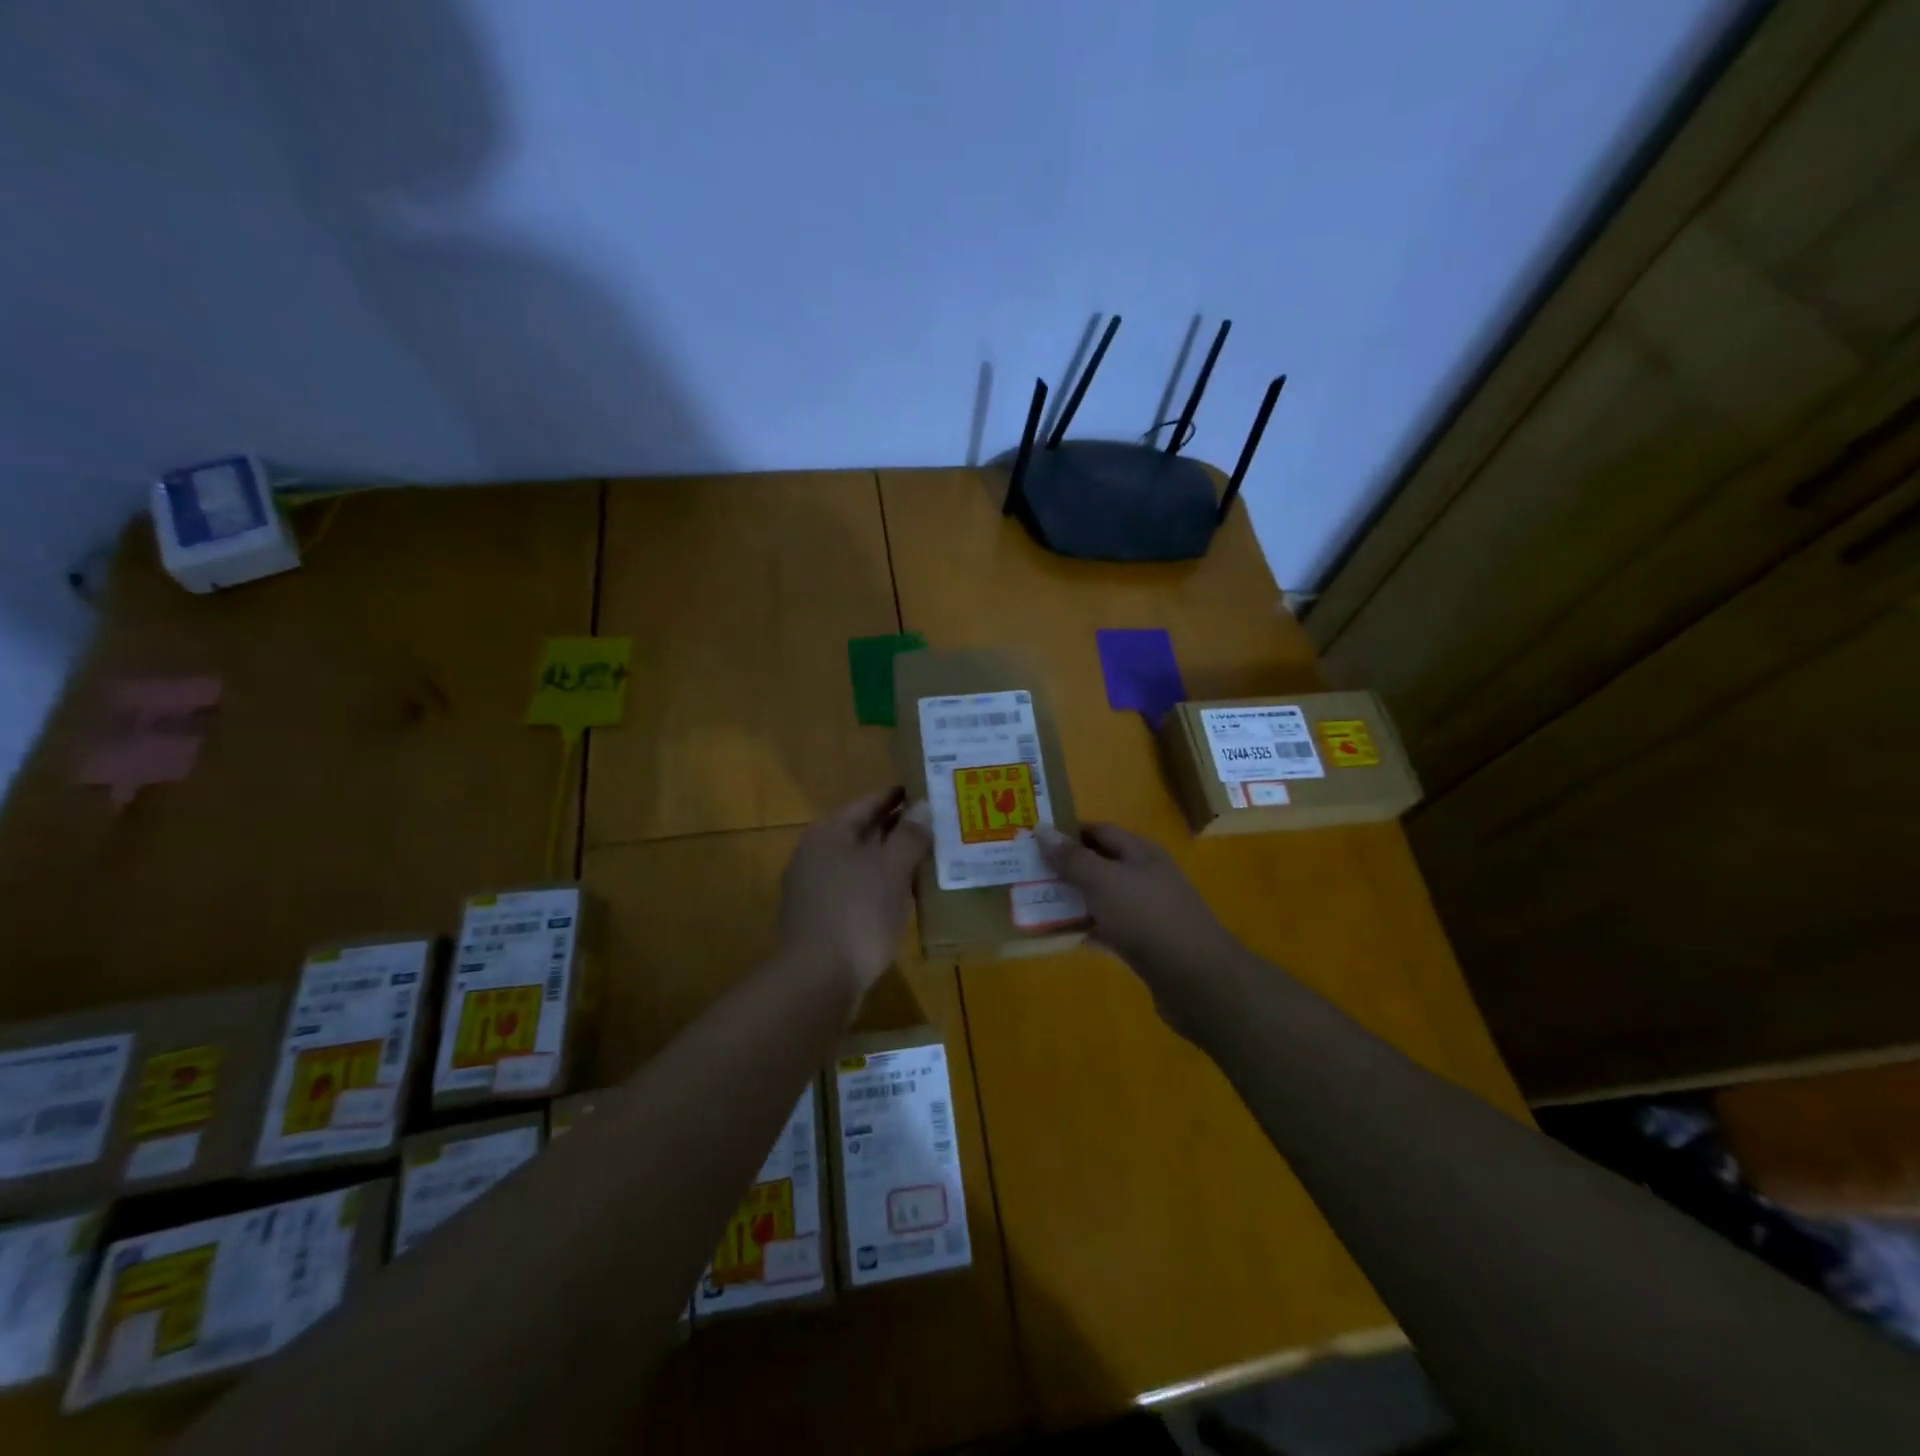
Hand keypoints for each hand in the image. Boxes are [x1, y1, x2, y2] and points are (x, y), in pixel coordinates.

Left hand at [779, 788, 929, 995]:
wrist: (818, 980)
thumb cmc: (857, 913)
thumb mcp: (891, 869)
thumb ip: (909, 835)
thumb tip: (923, 805)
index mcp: (829, 833)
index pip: (869, 802)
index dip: (900, 796)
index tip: (930, 791)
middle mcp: (816, 854)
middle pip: (864, 831)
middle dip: (899, 828)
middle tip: (938, 825)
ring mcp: (815, 887)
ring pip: (861, 863)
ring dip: (892, 860)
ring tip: (930, 858)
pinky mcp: (822, 917)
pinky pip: (857, 889)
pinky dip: (881, 886)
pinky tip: (906, 895)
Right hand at [1038, 823, 1238, 985]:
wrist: (1196, 979)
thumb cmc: (1147, 917)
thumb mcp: (1103, 881)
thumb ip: (1072, 858)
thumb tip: (1042, 829)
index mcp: (1140, 853)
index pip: (1099, 831)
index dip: (1067, 833)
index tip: (1033, 842)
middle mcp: (1145, 877)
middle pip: (1099, 864)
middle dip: (1065, 868)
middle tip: (1027, 874)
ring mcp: (1147, 912)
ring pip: (1102, 898)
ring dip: (1072, 900)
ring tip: (1034, 904)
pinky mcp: (1145, 944)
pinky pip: (1108, 929)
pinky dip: (1086, 930)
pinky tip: (1061, 937)